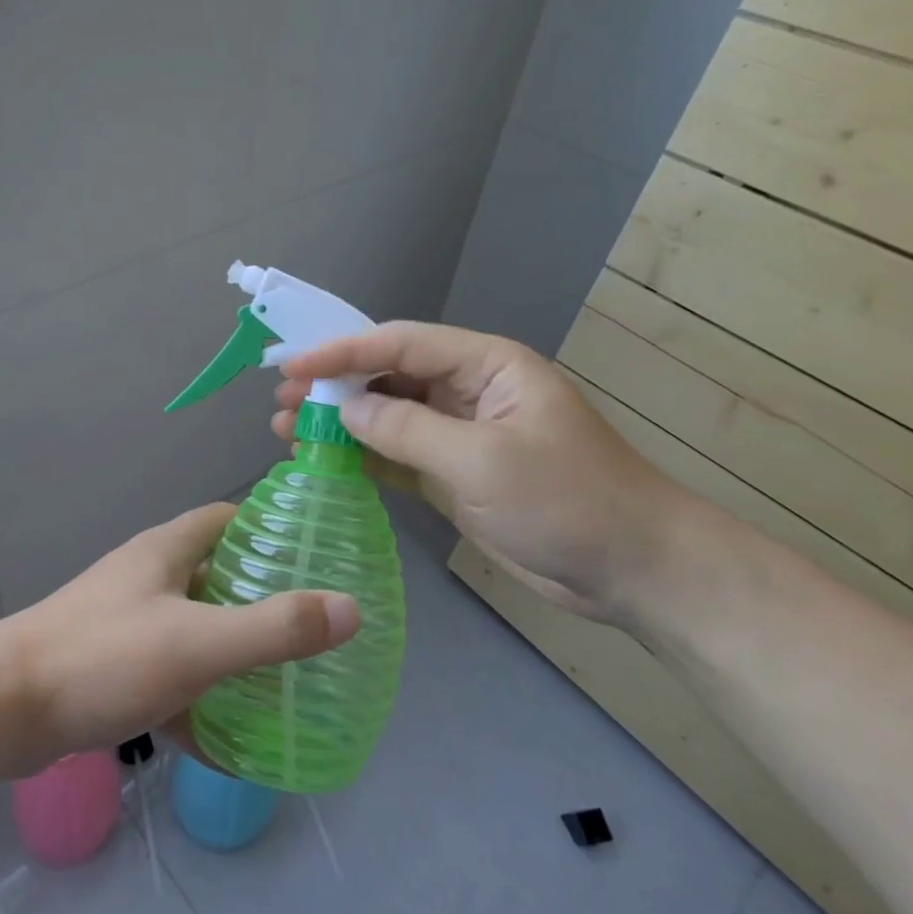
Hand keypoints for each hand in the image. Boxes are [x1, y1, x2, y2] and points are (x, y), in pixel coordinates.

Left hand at [0, 504, 360, 775]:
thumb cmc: (102, 658)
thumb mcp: (197, 644)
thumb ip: (274, 629)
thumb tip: (351, 608)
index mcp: (166, 552)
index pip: (227, 519)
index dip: (270, 529)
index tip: (315, 557)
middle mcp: (146, 579)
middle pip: (216, 576)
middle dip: (260, 600)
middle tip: (312, 630)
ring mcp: (125, 624)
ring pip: (193, 631)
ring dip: (230, 655)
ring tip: (283, 685)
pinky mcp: (108, 669)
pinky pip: (167, 679)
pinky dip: (197, 703)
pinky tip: (227, 745)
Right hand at [274, 322, 688, 623]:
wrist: (633, 569)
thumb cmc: (567, 500)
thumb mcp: (482, 459)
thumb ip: (407, 430)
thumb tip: (344, 411)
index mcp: (485, 366)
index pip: (400, 344)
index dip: (342, 351)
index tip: (291, 365)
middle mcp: (468, 391)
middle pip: (388, 377)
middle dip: (333, 386)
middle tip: (280, 402)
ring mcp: (459, 434)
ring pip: (387, 416)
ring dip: (340, 422)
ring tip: (287, 430)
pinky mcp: (454, 473)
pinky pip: (397, 454)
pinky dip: (361, 456)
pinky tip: (325, 459)